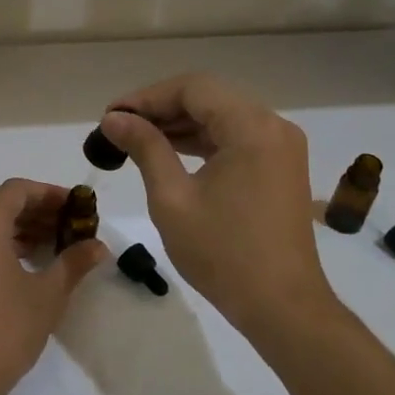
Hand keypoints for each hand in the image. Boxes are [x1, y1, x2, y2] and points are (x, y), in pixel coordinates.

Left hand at [0, 179, 108, 394]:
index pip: (17, 190)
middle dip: (34, 210)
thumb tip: (99, 246)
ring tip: (50, 244)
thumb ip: (73, 263)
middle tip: (66, 225)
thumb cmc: (4, 330)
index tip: (74, 206)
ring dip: (16, 227)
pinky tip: (22, 263)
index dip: (48, 193)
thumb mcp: (47, 295)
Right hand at [100, 74, 338, 341]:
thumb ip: (145, 148)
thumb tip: (114, 118)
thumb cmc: (223, 253)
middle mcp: (274, 126)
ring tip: (136, 138)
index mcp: (252, 128)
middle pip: (210, 97)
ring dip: (180, 123)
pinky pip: (237, 138)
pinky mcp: (280, 167)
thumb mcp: (172, 198)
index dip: (147, 97)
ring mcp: (282, 146)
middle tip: (119, 126)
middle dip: (161, 108)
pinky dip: (203, 141)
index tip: (111, 115)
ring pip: (222, 116)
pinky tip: (170, 152)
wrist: (282, 306)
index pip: (193, 88)